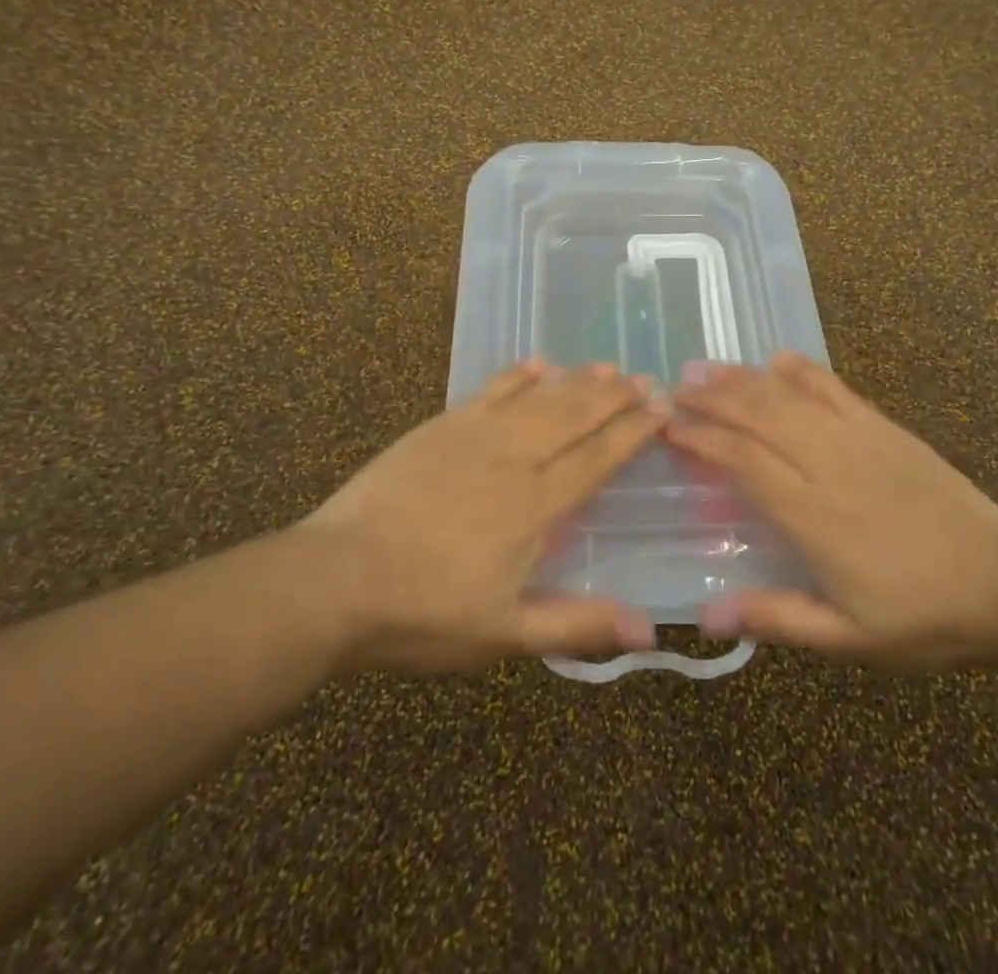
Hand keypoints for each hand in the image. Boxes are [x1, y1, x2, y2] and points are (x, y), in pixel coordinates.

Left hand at [297, 362, 664, 671]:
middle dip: (613, 397)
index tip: (661, 409)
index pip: (597, 458)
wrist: (336, 578)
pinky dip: (517, 375)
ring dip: (576, 381)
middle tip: (644, 378)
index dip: (632, 432)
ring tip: (606, 367)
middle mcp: (514, 459)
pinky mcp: (441, 426)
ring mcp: (475, 435)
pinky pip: (490, 391)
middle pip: (574, 417)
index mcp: (535, 506)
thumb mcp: (504, 635)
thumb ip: (576, 624)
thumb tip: (649, 631)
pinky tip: (537, 363)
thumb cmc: (424, 612)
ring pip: (539, 398)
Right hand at [666, 354, 997, 669]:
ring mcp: (860, 439)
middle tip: (674, 387)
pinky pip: (836, 388)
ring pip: (790, 396)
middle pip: (759, 415)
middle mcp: (829, 465)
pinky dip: (803, 370)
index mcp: (814, 516)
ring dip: (744, 378)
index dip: (702, 439)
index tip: (669, 428)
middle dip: (712, 397)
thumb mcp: (848, 639)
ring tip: (706, 368)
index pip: (743, 461)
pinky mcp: (885, 427)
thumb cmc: (921, 616)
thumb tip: (706, 616)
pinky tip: (778, 359)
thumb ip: (778, 619)